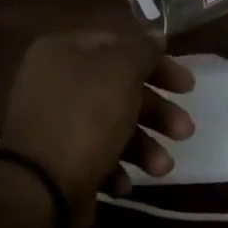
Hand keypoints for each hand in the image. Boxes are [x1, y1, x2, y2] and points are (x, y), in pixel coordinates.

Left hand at [0, 31, 195, 227]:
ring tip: (162, 168)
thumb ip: (142, 50)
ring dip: (145, 146)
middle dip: (156, 112)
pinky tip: (124, 183)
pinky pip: (96, 155)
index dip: (157, 64)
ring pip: (113, 125)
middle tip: (184, 131)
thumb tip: (155, 37)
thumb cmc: (85, 119)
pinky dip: (117, 167)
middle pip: (119, 89)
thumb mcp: (121, 73)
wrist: (39, 189)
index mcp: (63, 52)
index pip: (119, 46)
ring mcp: (55, 123)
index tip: (188, 87)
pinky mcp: (58, 160)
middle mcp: (55, 83)